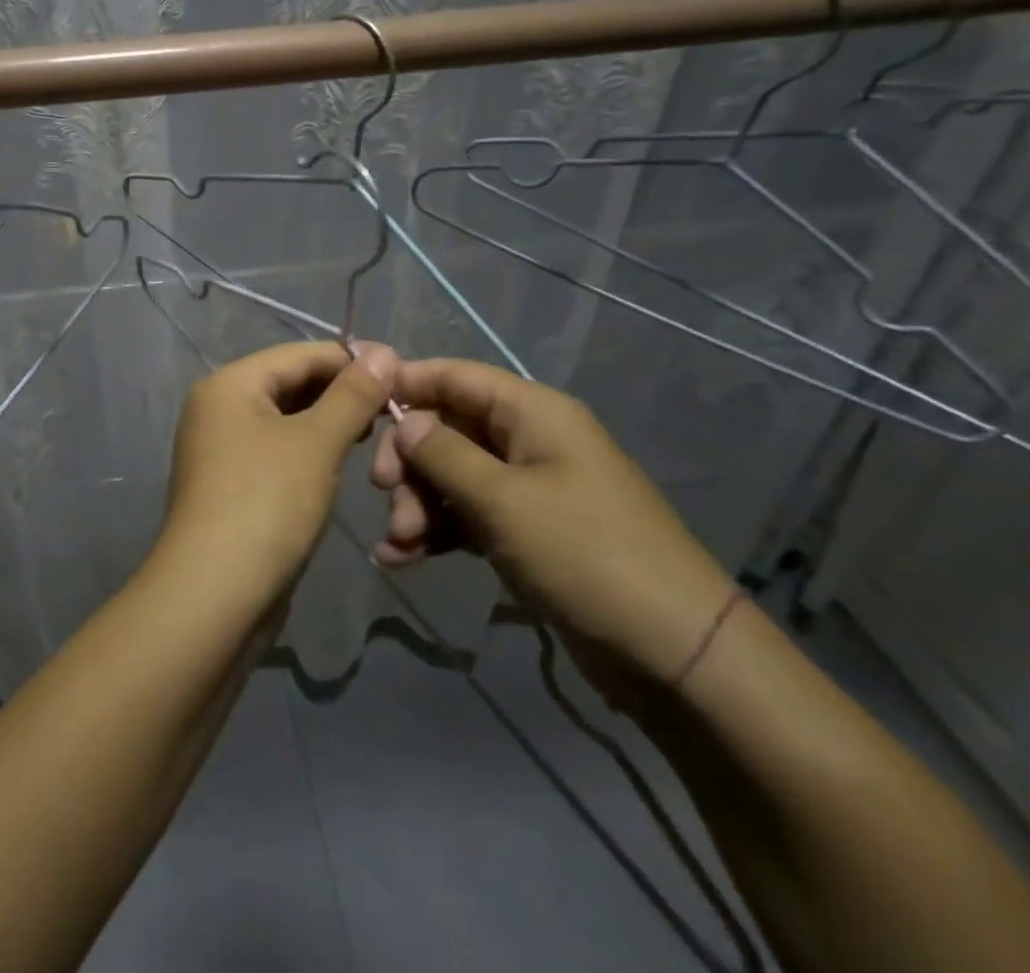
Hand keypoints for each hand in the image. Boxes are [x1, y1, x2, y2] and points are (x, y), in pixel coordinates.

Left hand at [162, 340, 395, 595]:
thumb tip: (382, 350)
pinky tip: (340, 462)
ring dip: (327, 423)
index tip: (401, 373)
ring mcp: (220, 449)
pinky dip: (308, 451)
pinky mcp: (230, 484)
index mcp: (229, 384)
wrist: (214, 594)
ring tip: (375, 434)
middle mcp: (217, 408)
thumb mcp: (317, 443)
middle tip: (394, 408)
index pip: (298, 355)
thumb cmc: (267, 503)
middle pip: (289, 384)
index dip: (350, 360)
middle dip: (340, 393)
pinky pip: (276, 451)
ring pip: (284, 420)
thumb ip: (352, 394)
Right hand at [369, 358, 732, 693]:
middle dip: (409, 462)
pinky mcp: (530, 532)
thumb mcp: (501, 499)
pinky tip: (403, 559)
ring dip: (419, 505)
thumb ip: (442, 453)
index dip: (404, 385)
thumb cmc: (584, 554)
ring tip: (398, 544)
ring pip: (453, 476)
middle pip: (447, 428)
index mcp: (532, 412)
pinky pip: (470, 516)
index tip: (355, 406)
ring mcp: (531, 488)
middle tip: (385, 497)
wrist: (675, 654)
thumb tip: (403, 422)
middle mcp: (530, 440)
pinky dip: (438, 532)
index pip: (454, 376)